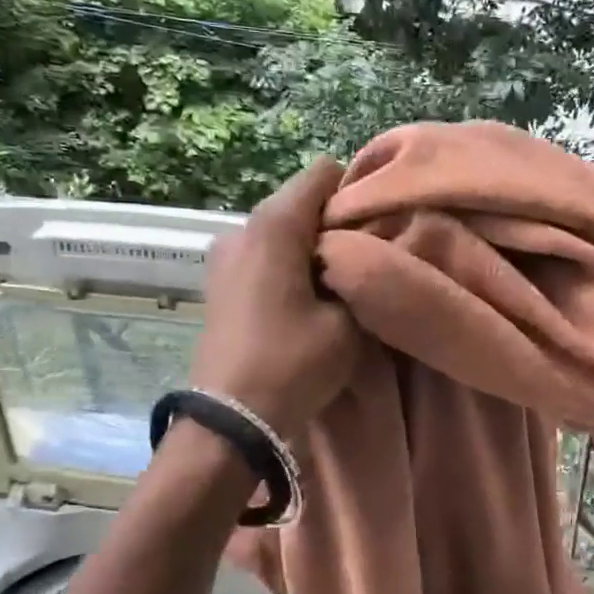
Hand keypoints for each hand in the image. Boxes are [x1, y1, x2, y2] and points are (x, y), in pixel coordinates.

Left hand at [190, 158, 360, 441]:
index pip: (323, 175)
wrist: (232, 418)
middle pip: (300, 204)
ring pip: (281, 232)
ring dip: (310, 249)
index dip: (355, 194)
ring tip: (334, 286)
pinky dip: (287, 267)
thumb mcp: (348, 323)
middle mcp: (241, 227)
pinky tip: (303, 301)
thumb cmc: (293, 362)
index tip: (375, 228)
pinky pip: (263, 256)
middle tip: (362, 261)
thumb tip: (362, 255)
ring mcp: (223, 255)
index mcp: (273, 225)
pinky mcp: (218, 282)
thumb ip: (360, 276)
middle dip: (333, 224)